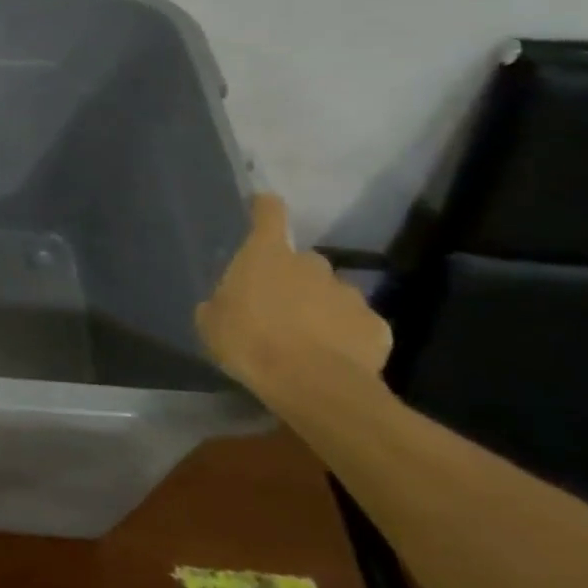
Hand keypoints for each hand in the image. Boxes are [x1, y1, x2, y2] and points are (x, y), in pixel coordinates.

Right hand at [196, 194, 391, 394]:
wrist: (312, 384)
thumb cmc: (249, 342)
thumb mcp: (211, 324)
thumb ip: (220, 304)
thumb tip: (227, 302)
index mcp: (267, 256)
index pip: (269, 215)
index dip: (265, 208)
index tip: (264, 203)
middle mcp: (311, 265)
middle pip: (303, 261)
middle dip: (293, 278)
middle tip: (278, 306)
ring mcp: (348, 294)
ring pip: (332, 293)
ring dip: (320, 308)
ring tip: (306, 339)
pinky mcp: (375, 326)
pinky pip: (356, 325)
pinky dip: (345, 336)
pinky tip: (333, 358)